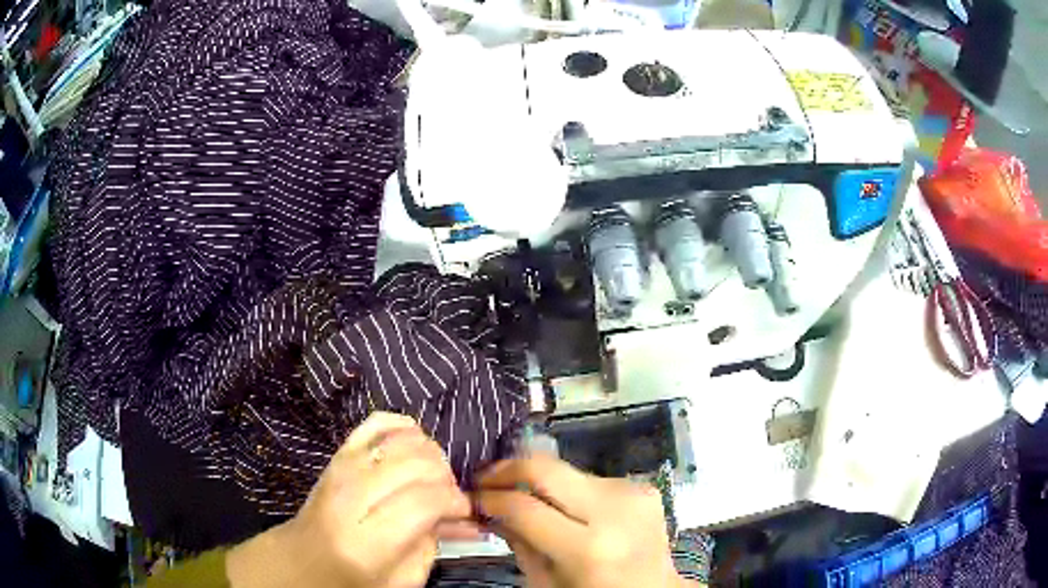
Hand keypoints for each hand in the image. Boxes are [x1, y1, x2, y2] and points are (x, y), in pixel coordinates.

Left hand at [228, 412, 475, 587]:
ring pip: (403, 439)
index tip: (463, 511)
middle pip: (417, 464)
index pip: (424, 500)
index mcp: (368, 539)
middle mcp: (352, 495)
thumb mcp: (402, 579)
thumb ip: (433, 545)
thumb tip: (457, 515)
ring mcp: (342, 467)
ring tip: (434, 478)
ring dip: (431, 455)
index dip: (455, 501)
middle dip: (446, 478)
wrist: (304, 558)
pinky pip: (379, 422)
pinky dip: (405, 427)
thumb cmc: (355, 578)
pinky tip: (416, 446)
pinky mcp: (339, 452)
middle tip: (449, 497)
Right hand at [476, 455, 694, 587]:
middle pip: (547, 468)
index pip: (524, 507)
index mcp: (588, 549)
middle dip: (507, 468)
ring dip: (540, 482)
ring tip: (524, 497)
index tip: (471, 497)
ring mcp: (634, 494)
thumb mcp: (546, 583)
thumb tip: (491, 507)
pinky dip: (571, 491)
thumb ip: (518, 543)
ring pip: (568, 471)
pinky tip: (567, 509)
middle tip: (484, 477)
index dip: (490, 498)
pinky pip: (592, 479)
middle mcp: (613, 512)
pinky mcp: (644, 487)